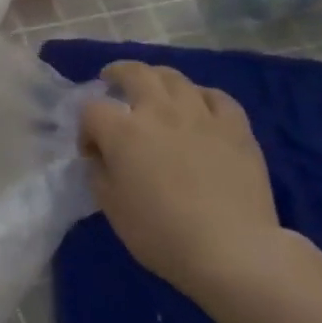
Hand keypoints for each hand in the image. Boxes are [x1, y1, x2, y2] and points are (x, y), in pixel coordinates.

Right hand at [80, 61, 286, 297]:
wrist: (230, 248)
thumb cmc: (160, 233)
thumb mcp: (111, 207)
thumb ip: (100, 173)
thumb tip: (102, 157)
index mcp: (123, 132)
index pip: (92, 110)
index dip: (85, 128)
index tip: (91, 152)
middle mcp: (160, 111)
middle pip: (134, 74)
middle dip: (117, 74)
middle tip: (112, 81)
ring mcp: (201, 115)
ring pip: (175, 78)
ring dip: (157, 79)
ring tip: (153, 89)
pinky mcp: (236, 126)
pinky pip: (216, 97)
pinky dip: (200, 96)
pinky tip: (198, 107)